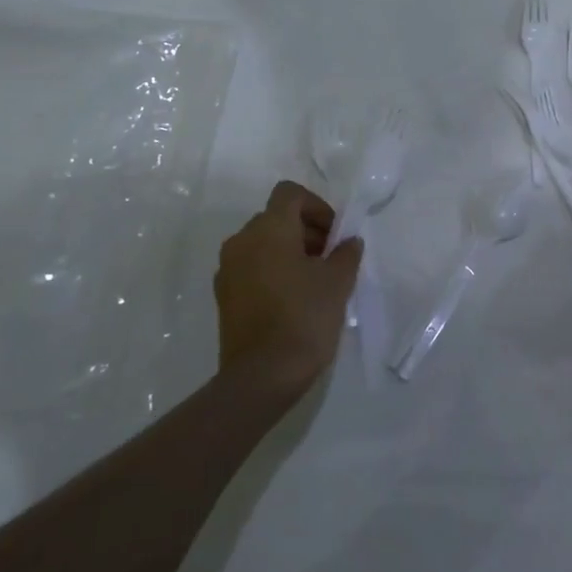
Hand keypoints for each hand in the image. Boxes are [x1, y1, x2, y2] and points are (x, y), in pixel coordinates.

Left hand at [214, 181, 361, 404]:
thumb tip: (347, 242)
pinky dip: (272, 270)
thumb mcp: (338, 281)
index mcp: (268, 229)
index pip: (290, 194)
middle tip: (330, 258)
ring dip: (289, 251)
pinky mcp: (224, 296)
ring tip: (314, 281)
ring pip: (262, 243)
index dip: (317, 206)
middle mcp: (242, 241)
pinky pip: (251, 267)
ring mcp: (228, 269)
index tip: (334, 234)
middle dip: (306, 230)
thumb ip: (346, 253)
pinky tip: (293, 299)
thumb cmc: (304, 318)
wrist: (261, 377)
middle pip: (276, 217)